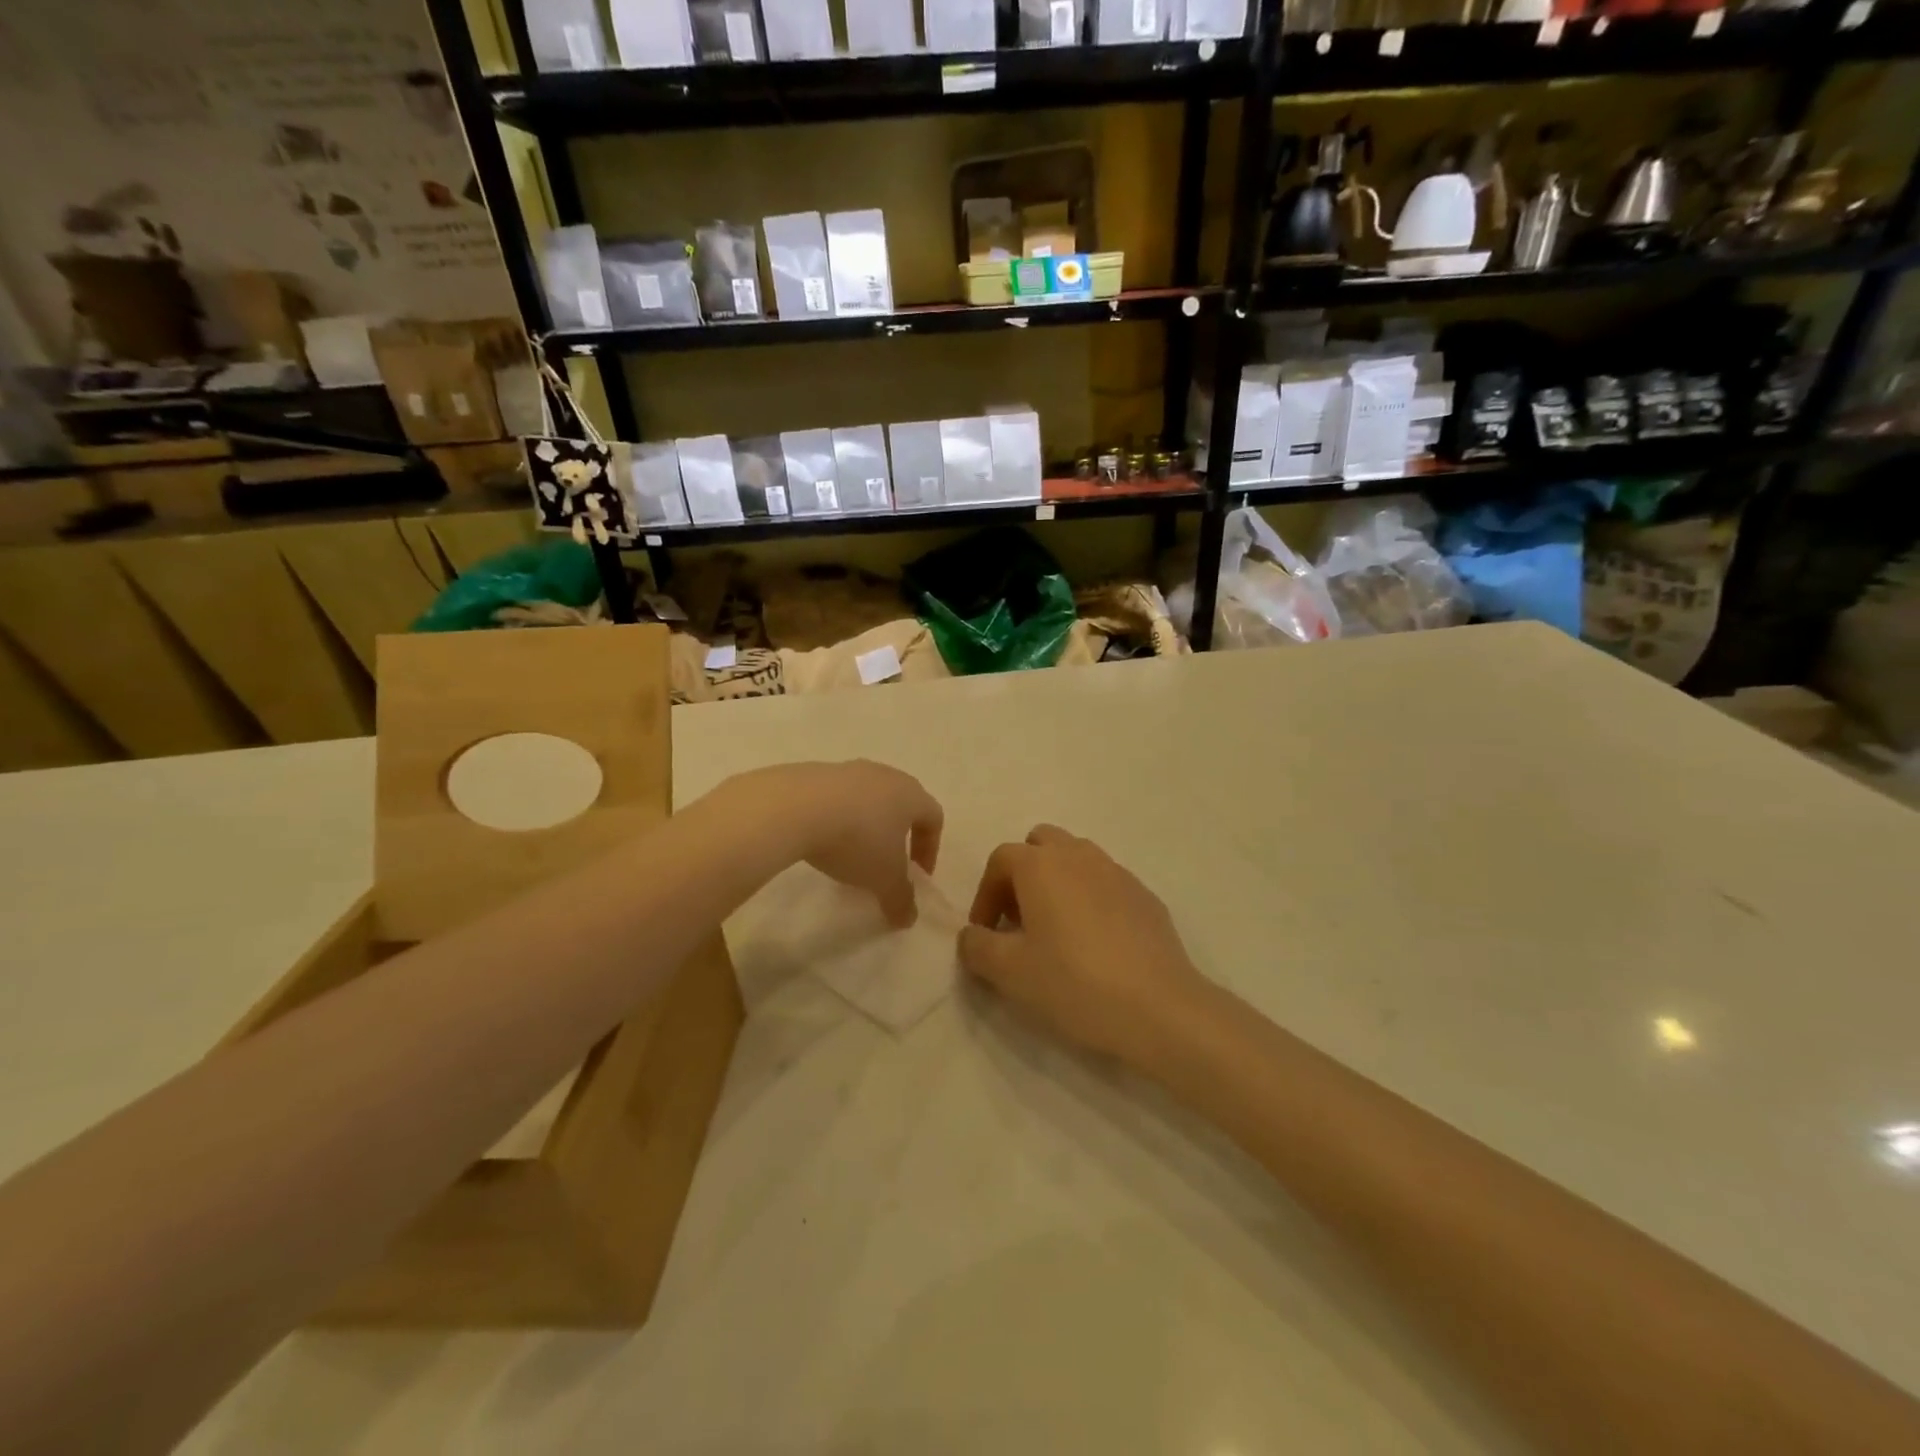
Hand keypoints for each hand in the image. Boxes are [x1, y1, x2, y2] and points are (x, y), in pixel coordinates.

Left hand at [733, 761, 942, 927]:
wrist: (794, 808)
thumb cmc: (856, 841)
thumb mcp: (883, 879)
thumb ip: (901, 899)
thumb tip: (908, 917)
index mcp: (910, 794)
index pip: (933, 817)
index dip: (930, 849)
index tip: (917, 876)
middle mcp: (883, 775)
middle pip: (900, 803)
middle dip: (897, 836)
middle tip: (885, 864)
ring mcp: (847, 770)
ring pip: (866, 799)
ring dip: (864, 826)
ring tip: (849, 855)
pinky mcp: (814, 772)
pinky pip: (835, 797)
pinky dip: (835, 818)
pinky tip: (820, 841)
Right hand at [958, 826, 1204, 1064]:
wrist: (1158, 1007)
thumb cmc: (1073, 982)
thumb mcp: (1008, 972)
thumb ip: (977, 946)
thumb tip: (972, 935)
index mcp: (1041, 865)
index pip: (1000, 859)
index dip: (985, 894)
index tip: (987, 933)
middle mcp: (1079, 855)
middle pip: (1041, 844)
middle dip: (1023, 874)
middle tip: (1021, 920)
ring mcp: (1117, 872)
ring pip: (1077, 859)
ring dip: (1058, 883)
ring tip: (1058, 931)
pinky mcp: (1145, 895)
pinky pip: (1106, 883)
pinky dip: (1091, 899)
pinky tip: (1097, 944)